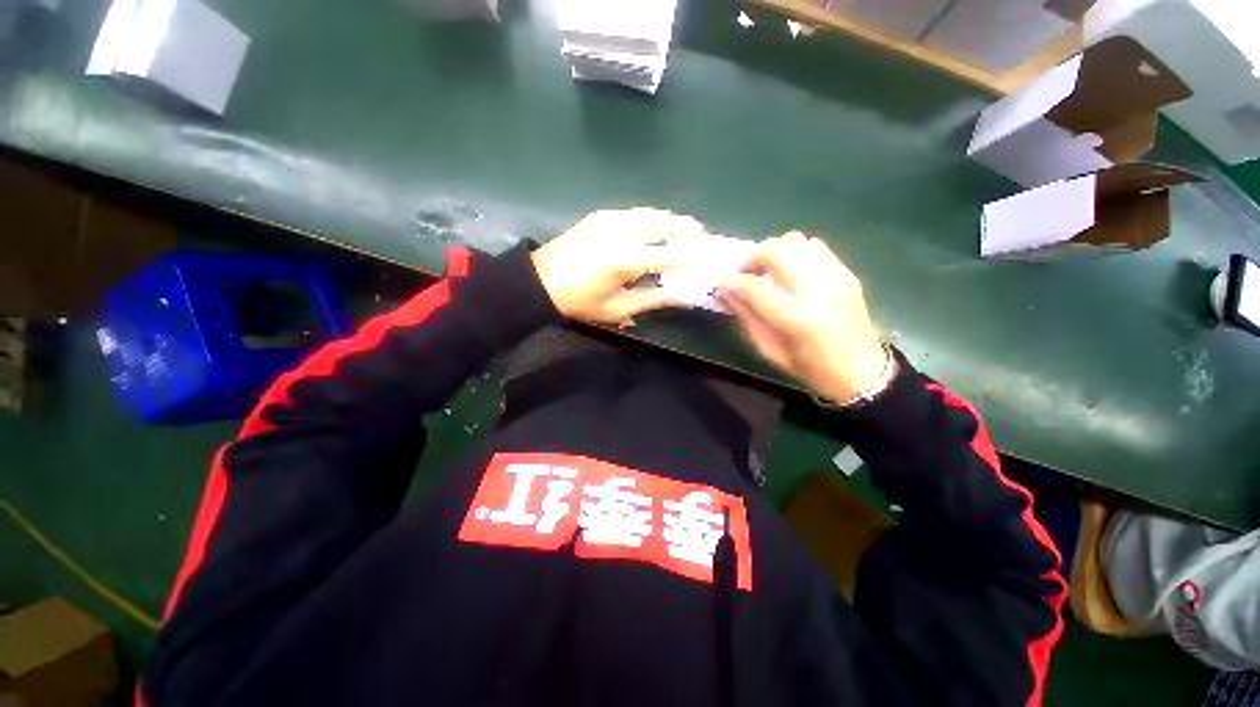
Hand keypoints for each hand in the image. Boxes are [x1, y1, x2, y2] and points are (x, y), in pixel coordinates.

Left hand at [532, 208, 702, 324]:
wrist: (540, 281)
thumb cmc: (579, 302)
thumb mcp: (616, 308)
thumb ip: (652, 299)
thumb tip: (682, 295)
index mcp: (625, 260)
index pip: (670, 254)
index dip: (691, 255)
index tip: (707, 257)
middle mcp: (621, 232)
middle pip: (664, 224)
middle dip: (686, 228)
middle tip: (702, 235)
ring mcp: (610, 219)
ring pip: (650, 214)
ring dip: (670, 220)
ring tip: (685, 227)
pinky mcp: (601, 215)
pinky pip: (634, 213)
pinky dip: (651, 218)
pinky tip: (656, 226)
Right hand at [717, 232, 889, 403]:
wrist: (862, 370)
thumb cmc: (810, 368)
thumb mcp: (770, 350)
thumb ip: (746, 317)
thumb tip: (726, 291)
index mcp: (797, 319)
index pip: (755, 287)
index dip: (732, 281)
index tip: (721, 280)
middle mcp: (818, 291)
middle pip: (777, 251)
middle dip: (752, 256)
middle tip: (743, 271)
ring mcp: (836, 277)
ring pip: (796, 241)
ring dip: (773, 250)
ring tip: (766, 268)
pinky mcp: (846, 272)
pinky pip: (814, 246)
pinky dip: (794, 252)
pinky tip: (789, 270)